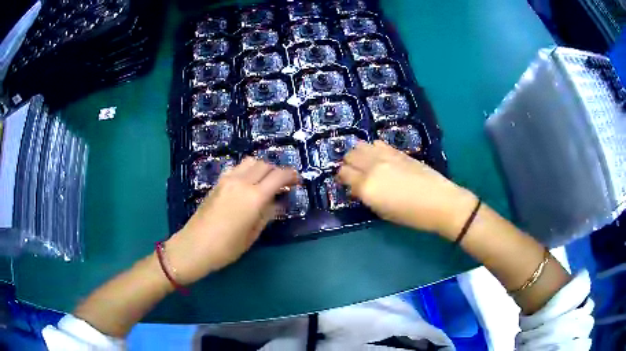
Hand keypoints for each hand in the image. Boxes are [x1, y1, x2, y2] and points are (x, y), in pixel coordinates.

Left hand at [165, 158, 297, 284]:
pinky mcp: (218, 182)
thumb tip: (278, 202)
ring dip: (262, 168)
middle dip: (277, 171)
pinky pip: (237, 168)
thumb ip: (268, 214)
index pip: (279, 176)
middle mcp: (241, 182)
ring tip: (265, 183)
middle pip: (265, 164)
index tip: (297, 181)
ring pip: (250, 161)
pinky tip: (247, 185)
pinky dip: (247, 170)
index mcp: (254, 197)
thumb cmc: (227, 247)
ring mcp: (227, 180)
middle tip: (282, 185)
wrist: (195, 246)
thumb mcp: (253, 234)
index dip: (291, 176)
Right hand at [337, 141, 476, 238]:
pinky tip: (379, 158)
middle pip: (349, 156)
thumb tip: (358, 188)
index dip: (342, 178)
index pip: (343, 173)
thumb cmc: (411, 215)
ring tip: (365, 163)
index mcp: (367, 187)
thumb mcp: (382, 212)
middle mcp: (372, 167)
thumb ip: (366, 197)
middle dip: (348, 164)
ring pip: (361, 145)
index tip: (346, 183)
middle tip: (354, 173)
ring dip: (358, 154)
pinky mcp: (397, 151)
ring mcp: (385, 156)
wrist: (439, 201)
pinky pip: (377, 143)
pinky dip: (373, 149)